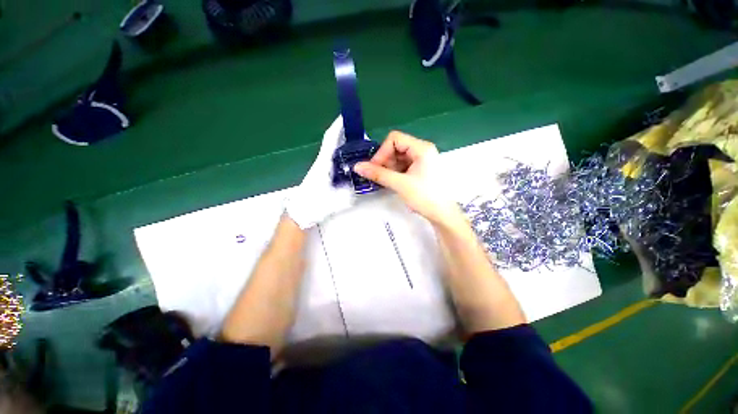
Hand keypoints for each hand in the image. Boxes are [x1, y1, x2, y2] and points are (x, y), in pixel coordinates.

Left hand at [285, 116, 354, 228]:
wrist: (301, 212)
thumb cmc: (315, 204)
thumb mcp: (338, 199)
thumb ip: (351, 190)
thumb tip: (361, 182)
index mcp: (323, 164)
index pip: (330, 141)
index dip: (337, 128)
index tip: (345, 117)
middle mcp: (321, 162)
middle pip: (332, 143)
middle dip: (344, 134)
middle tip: (360, 132)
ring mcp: (321, 167)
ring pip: (333, 151)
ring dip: (343, 144)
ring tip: (359, 144)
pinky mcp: (322, 173)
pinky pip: (333, 159)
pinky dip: (341, 155)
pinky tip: (350, 159)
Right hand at [353, 131, 462, 226]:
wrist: (442, 215)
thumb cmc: (424, 197)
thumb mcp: (400, 184)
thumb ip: (378, 174)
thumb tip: (357, 166)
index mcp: (421, 148)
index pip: (395, 139)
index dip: (382, 152)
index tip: (375, 168)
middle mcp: (423, 150)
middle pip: (396, 147)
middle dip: (385, 160)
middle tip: (378, 176)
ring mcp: (423, 160)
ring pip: (399, 157)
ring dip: (389, 167)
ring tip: (384, 181)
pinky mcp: (421, 170)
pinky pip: (404, 165)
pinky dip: (395, 172)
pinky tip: (391, 182)